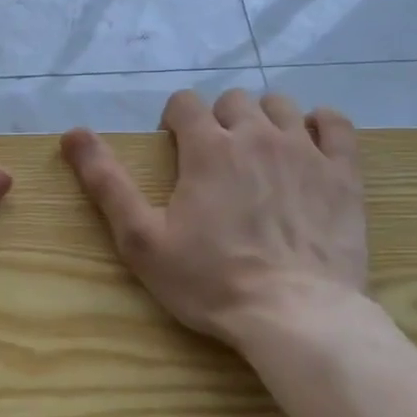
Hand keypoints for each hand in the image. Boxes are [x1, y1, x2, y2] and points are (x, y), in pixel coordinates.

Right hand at [60, 89, 366, 348]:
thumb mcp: (141, 238)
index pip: (185, 102)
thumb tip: (72, 133)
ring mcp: (306, 151)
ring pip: (281, 105)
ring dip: (263, 119)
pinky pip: (337, 124)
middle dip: (218, 120)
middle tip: (214, 160)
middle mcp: (257, 136)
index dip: (174, 120)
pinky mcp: (344, 174)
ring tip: (258, 154)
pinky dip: (320, 125)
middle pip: (234, 100)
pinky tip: (309, 146)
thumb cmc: (209, 280)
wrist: (296, 316)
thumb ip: (106, 181)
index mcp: (207, 148)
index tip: (174, 149)